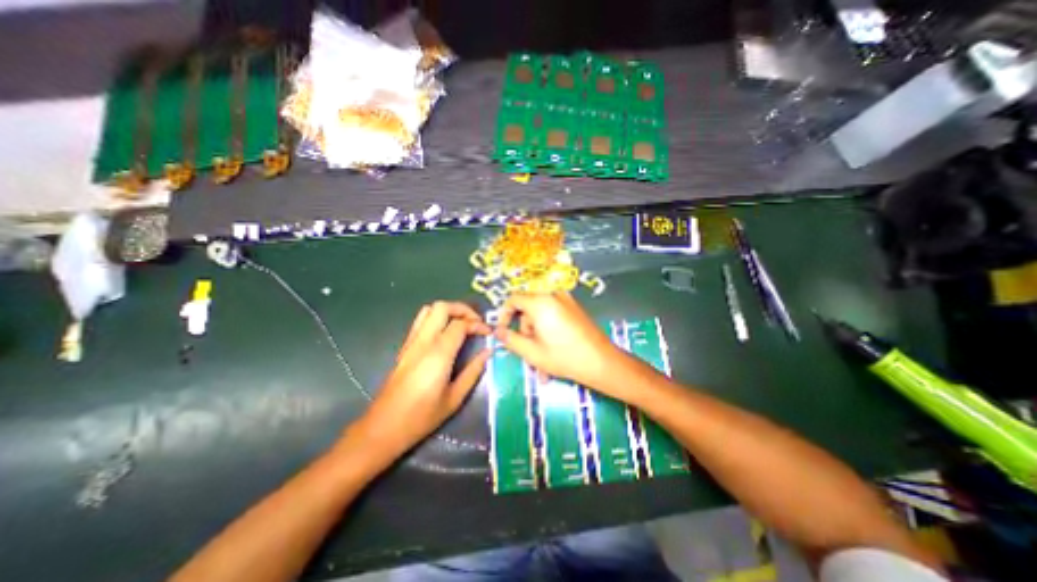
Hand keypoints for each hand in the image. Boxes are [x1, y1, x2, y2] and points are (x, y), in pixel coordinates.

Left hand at [359, 303, 490, 455]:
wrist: (383, 427)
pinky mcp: (405, 347)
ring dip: (449, 311)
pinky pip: (421, 321)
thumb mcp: (454, 398)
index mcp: (438, 353)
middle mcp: (423, 341)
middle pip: (443, 307)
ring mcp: (411, 342)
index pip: (461, 324)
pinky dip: (436, 318)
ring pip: (429, 309)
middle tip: (476, 322)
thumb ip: (473, 372)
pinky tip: (446, 333)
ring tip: (462, 324)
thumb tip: (488, 353)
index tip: (488, 332)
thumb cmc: (421, 417)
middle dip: (463, 309)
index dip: (478, 324)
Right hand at [492, 294, 626, 392]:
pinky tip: (552, 353)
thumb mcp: (531, 352)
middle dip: (525, 332)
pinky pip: (553, 316)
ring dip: (537, 336)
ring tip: (541, 363)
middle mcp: (553, 296)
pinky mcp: (574, 309)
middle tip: (526, 353)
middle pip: (528, 309)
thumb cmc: (564, 357)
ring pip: (541, 316)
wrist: (602, 362)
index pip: (513, 299)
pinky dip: (548, 331)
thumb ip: (510, 339)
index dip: (504, 315)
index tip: (503, 331)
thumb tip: (497, 331)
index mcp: (540, 302)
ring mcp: (566, 301)